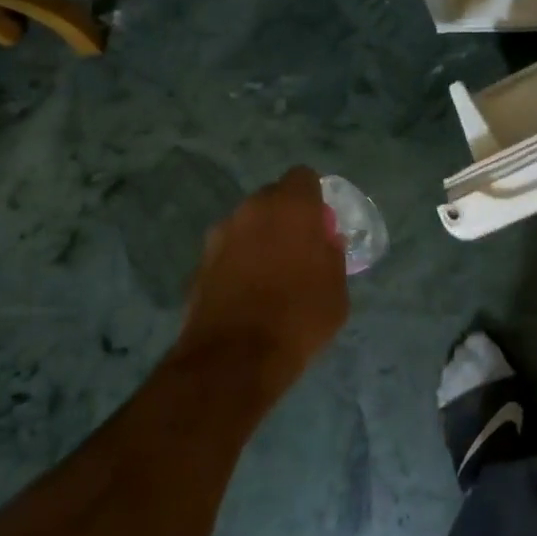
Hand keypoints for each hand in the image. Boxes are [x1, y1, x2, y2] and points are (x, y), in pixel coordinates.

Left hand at [173, 167, 348, 394]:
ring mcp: (220, 234)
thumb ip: (332, 256)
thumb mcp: (337, 289)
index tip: (319, 226)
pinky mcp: (199, 262)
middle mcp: (252, 209)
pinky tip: (246, 294)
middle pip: (272, 198)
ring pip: (247, 224)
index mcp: (291, 205)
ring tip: (269, 276)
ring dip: (258, 239)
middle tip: (297, 250)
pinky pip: (227, 252)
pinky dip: (237, 264)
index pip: (303, 177)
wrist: (234, 359)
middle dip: (284, 217)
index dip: (313, 198)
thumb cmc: (299, 317)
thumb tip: (326, 242)